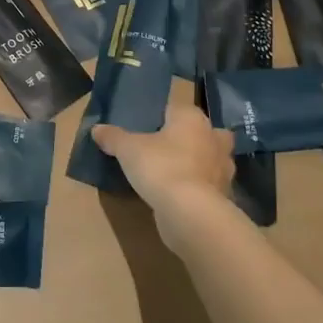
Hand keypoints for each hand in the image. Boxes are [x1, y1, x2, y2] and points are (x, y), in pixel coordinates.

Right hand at [93, 102, 234, 230]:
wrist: (191, 213)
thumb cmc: (161, 167)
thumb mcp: (128, 149)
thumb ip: (113, 137)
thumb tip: (96, 129)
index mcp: (192, 118)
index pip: (178, 108)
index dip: (164, 116)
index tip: (148, 127)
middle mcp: (213, 138)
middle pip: (205, 132)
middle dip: (193, 138)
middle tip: (170, 147)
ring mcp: (223, 169)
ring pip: (212, 160)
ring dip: (199, 165)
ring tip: (175, 173)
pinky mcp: (225, 196)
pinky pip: (210, 186)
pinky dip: (200, 189)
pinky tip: (181, 196)